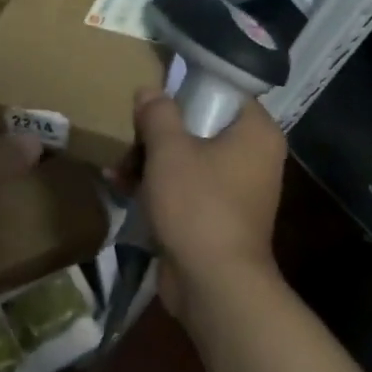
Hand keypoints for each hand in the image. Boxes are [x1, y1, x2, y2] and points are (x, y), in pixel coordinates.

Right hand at [133, 88, 286, 314]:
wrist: (214, 284)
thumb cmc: (198, 204)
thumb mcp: (169, 150)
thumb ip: (158, 113)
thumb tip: (150, 91)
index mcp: (256, 133)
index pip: (225, 91)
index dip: (188, 88)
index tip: (155, 92)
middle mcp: (253, 157)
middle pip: (202, 125)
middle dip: (159, 131)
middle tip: (130, 131)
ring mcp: (236, 190)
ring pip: (189, 158)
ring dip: (151, 159)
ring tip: (116, 163)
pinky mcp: (217, 216)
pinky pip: (186, 188)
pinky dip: (158, 185)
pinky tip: (120, 184)